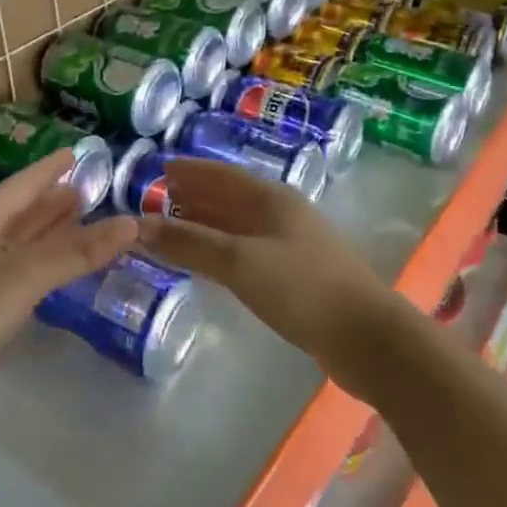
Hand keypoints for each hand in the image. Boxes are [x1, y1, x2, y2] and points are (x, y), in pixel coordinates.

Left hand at [0, 151, 140, 430]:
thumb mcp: (22, 277)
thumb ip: (75, 252)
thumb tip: (131, 224)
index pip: (22, 184)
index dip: (49, 168)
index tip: (77, 151)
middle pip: (22, 212)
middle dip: (53, 199)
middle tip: (90, 186)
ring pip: (22, 243)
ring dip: (50, 229)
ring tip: (82, 215)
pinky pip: (22, 272)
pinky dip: (45, 262)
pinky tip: (61, 267)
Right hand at [142, 158, 399, 397]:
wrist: (367, 337)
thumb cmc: (302, 288)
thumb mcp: (239, 262)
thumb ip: (189, 243)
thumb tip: (138, 226)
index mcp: (270, 198)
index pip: (221, 174)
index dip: (189, 170)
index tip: (159, 168)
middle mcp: (280, 213)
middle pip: (229, 197)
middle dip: (194, 195)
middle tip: (157, 197)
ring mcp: (291, 244)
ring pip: (238, 224)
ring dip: (206, 222)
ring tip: (174, 225)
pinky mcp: (296, 274)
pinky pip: (247, 249)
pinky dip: (221, 248)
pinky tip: (210, 261)